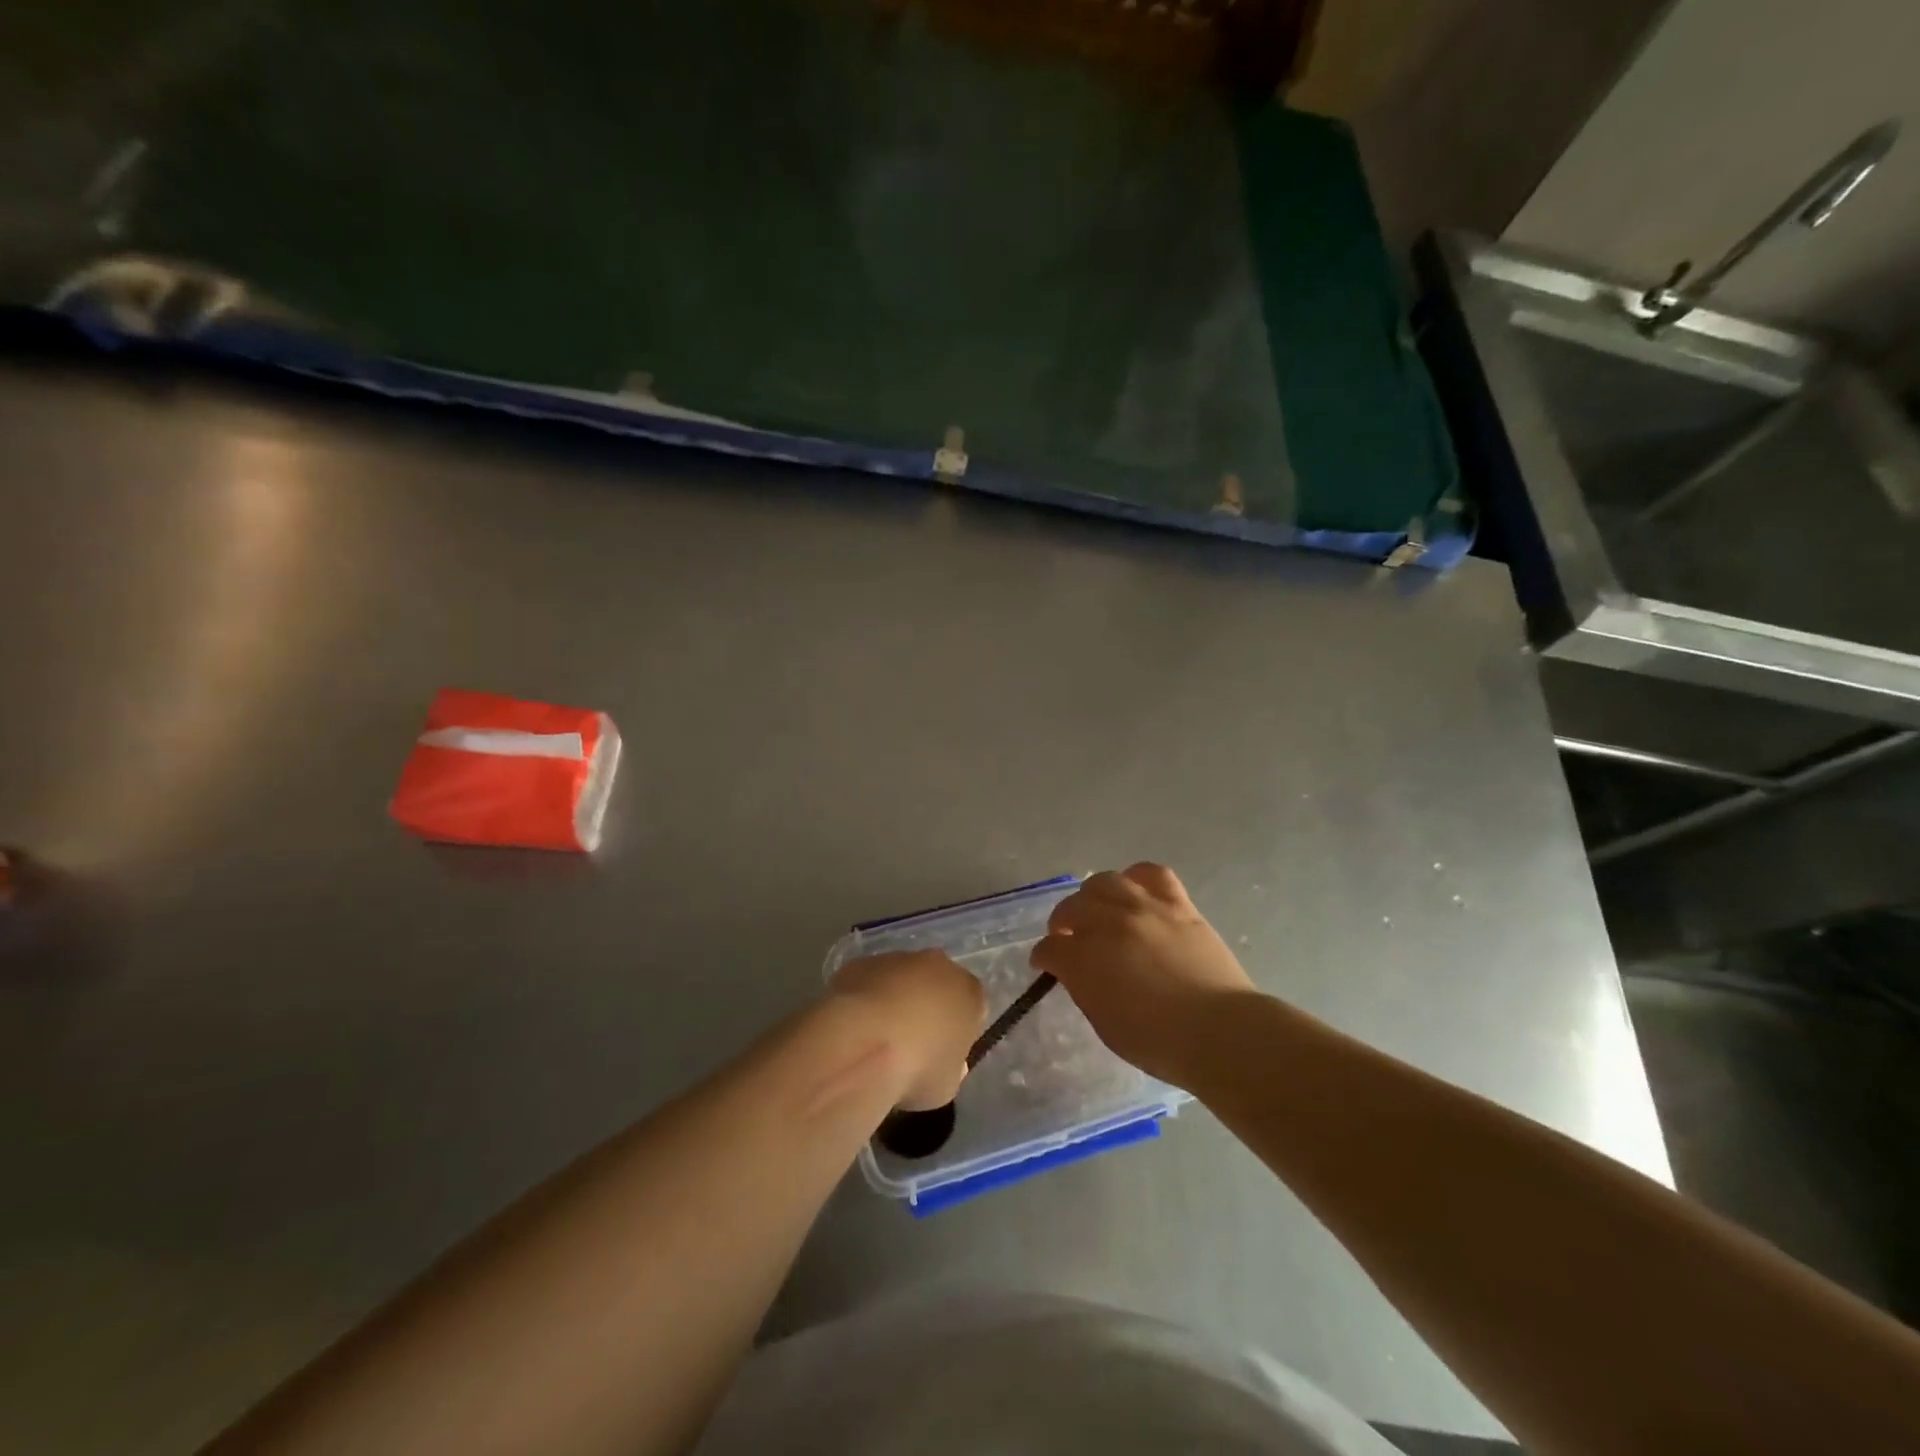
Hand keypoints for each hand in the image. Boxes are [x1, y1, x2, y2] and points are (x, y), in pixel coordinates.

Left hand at [829, 950, 985, 1109]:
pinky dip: (864, 999)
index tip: (942, 1053)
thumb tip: (943, 1061)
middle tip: (910, 1043)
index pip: (972, 1007)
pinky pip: (869, 981)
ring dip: (894, 999)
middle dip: (927, 1006)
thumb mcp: (946, 1085)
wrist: (860, 1044)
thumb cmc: (915, 1068)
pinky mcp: (861, 961)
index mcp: (968, 992)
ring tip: (875, 1038)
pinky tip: (853, 1027)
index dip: (958, 1030)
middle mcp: (937, 965)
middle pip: (937, 984)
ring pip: (901, 979)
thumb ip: (950, 1067)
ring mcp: (897, 959)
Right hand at [1032, 863, 1258, 1087]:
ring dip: (1093, 896)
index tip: (1046, 965)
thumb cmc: (1159, 1042)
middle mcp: (1108, 925)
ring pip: (1105, 882)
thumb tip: (1077, 971)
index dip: (1044, 957)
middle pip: (1072, 906)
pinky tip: (1136, 893)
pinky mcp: (1177, 904)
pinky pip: (1151, 873)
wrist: (1220, 1032)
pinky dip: (1137, 879)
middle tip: (1070, 936)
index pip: (1050, 949)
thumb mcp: (1105, 1024)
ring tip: (1099, 910)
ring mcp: (1144, 908)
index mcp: (1084, 960)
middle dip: (1064, 922)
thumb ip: (1084, 989)